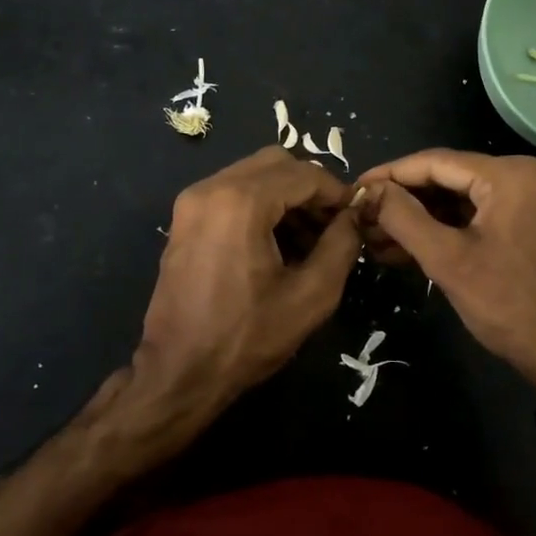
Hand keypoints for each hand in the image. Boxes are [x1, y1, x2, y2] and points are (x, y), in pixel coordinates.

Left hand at [124, 147, 360, 458]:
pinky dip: (260, 203)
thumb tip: (354, 215)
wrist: (179, 372)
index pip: (304, 173)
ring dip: (286, 195)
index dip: (336, 192)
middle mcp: (211, 187)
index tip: (356, 216)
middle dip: (310, 188)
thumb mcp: (311, 295)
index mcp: (241, 201)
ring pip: (253, 174)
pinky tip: (277, 241)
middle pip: (276, 163)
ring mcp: (192, 200)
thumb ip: (341, 245)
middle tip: (332, 225)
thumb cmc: (247, 337)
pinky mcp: (185, 218)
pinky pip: (232, 191)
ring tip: (309, 238)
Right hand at [355, 149, 535, 396]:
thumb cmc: (509, 307)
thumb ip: (403, 217)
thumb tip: (368, 190)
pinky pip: (487, 210)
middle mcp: (533, 172)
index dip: (390, 174)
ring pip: (468, 195)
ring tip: (380, 236)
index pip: (437, 161)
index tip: (355, 189)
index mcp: (514, 174)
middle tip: (365, 218)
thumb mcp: (448, 261)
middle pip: (453, 176)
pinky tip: (416, 242)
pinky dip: (453, 224)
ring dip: (426, 215)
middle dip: (406, 199)